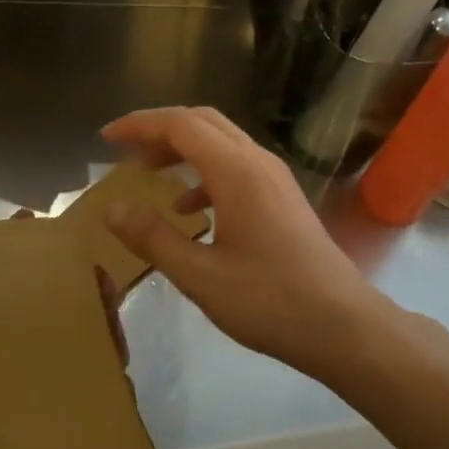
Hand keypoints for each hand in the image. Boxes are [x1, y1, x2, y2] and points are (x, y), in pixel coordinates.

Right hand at [100, 106, 389, 379]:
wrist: (343, 325)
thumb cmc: (270, 301)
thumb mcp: (201, 276)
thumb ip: (153, 238)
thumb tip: (113, 208)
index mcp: (236, 171)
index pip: (180, 124)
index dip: (139, 125)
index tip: (105, 138)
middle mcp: (257, 162)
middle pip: (202, 122)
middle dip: (159, 130)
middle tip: (125, 152)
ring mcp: (275, 178)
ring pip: (221, 143)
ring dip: (183, 151)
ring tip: (149, 176)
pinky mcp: (283, 197)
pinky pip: (236, 167)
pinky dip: (205, 174)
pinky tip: (190, 211)